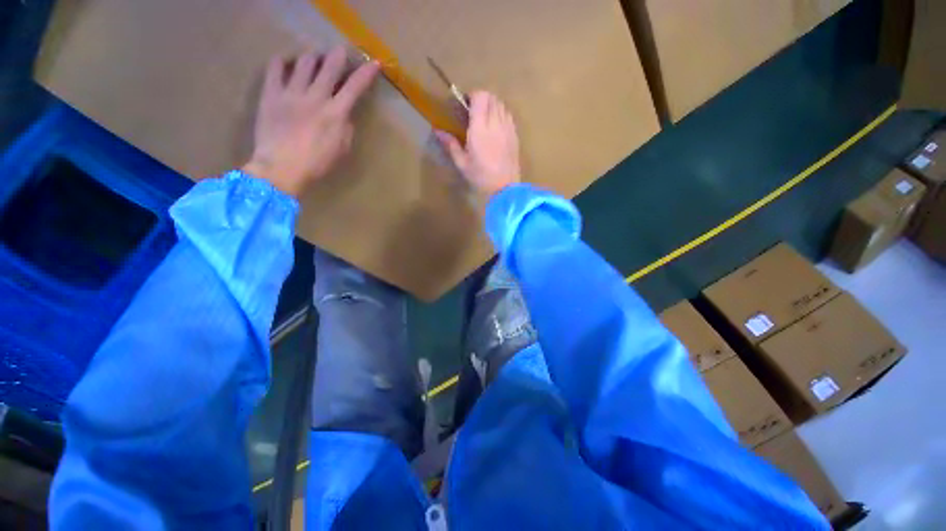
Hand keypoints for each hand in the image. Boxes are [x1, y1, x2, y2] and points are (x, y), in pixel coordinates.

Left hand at [243, 47, 379, 196]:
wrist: (281, 168)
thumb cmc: (317, 164)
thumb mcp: (342, 150)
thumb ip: (346, 129)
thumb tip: (344, 115)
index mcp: (336, 113)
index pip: (355, 88)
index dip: (366, 74)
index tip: (375, 63)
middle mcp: (316, 97)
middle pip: (330, 68)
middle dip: (338, 56)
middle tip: (340, 51)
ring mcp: (292, 93)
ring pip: (304, 63)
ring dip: (313, 57)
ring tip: (315, 58)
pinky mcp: (271, 94)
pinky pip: (275, 69)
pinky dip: (282, 62)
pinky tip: (286, 63)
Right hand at [436, 91, 520, 198]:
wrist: (505, 188)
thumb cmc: (481, 177)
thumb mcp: (462, 163)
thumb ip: (451, 144)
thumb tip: (437, 131)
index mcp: (480, 128)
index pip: (480, 97)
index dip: (472, 96)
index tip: (465, 105)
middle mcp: (495, 123)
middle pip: (491, 97)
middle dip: (481, 99)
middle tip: (473, 112)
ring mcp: (508, 128)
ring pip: (501, 104)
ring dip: (492, 105)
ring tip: (484, 119)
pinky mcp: (515, 135)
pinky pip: (508, 115)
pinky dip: (501, 114)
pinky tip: (495, 127)